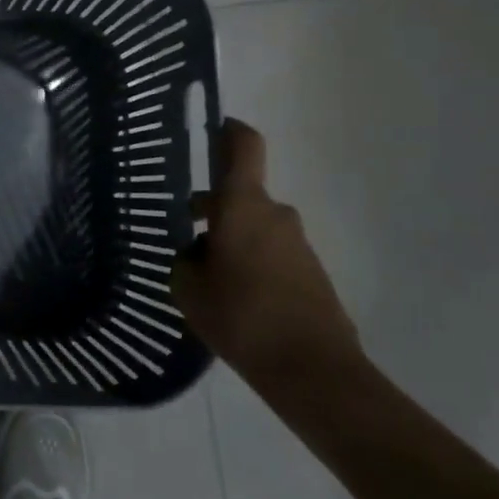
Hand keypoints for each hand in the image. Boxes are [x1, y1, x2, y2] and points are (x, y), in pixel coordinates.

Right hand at [171, 119, 360, 392]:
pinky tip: (235, 300)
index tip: (214, 128)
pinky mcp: (312, 273)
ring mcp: (298, 244)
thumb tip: (197, 253)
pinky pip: (273, 254)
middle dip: (213, 209)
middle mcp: (274, 214)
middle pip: (241, 195)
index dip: (230, 130)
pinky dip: (252, 264)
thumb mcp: (188, 289)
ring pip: (256, 227)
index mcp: (243, 205)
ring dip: (232, 241)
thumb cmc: (241, 317)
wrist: (313, 371)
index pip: (244, 146)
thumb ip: (185, 261)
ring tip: (206, 280)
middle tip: (184, 233)